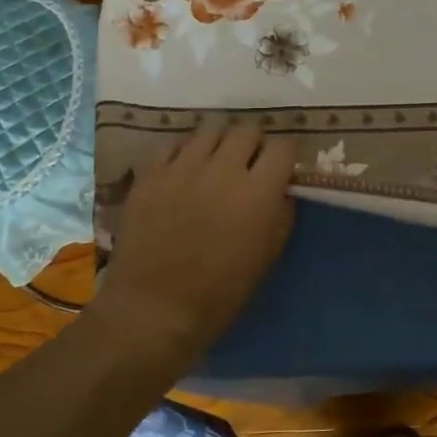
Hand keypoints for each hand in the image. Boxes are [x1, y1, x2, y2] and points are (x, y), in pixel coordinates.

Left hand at [102, 117, 295, 355]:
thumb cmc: (220, 291)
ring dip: (220, 142)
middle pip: (247, 130)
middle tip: (249, 164)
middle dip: (253, 144)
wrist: (154, 308)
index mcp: (259, 190)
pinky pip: (174, 144)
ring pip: (210, 129)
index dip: (285, 156)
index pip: (283, 147)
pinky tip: (184, 169)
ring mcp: (184, 166)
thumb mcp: (267, 255)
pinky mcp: (152, 174)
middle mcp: (224, 168)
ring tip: (216, 161)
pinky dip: (185, 152)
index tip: (281, 169)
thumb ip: (280, 213)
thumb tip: (281, 189)